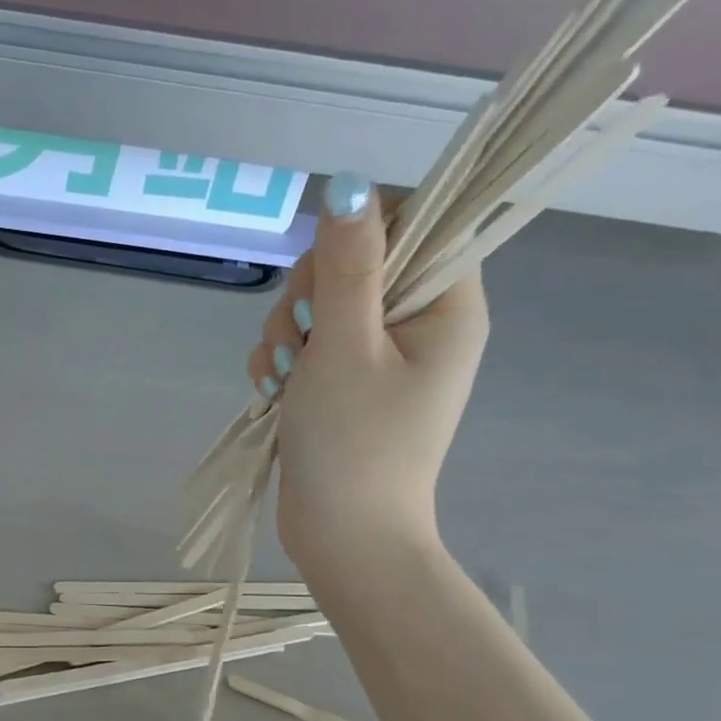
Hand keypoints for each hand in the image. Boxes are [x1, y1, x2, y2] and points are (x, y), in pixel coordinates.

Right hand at [246, 175, 489, 577]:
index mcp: (446, 305)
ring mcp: (377, 360)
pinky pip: (304, 349)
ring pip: (317, 309)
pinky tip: (273, 395)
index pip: (414, 223)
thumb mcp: (344, 346)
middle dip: (308, 298)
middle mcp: (418, 325)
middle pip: (353, 265)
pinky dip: (281, 366)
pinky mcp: (342, 387)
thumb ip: (346, 265)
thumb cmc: (353, 444)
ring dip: (285, 336)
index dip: (359, 236)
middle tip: (301, 342)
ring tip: (283, 382)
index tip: (327, 277)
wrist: (342, 537)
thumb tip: (347, 183)